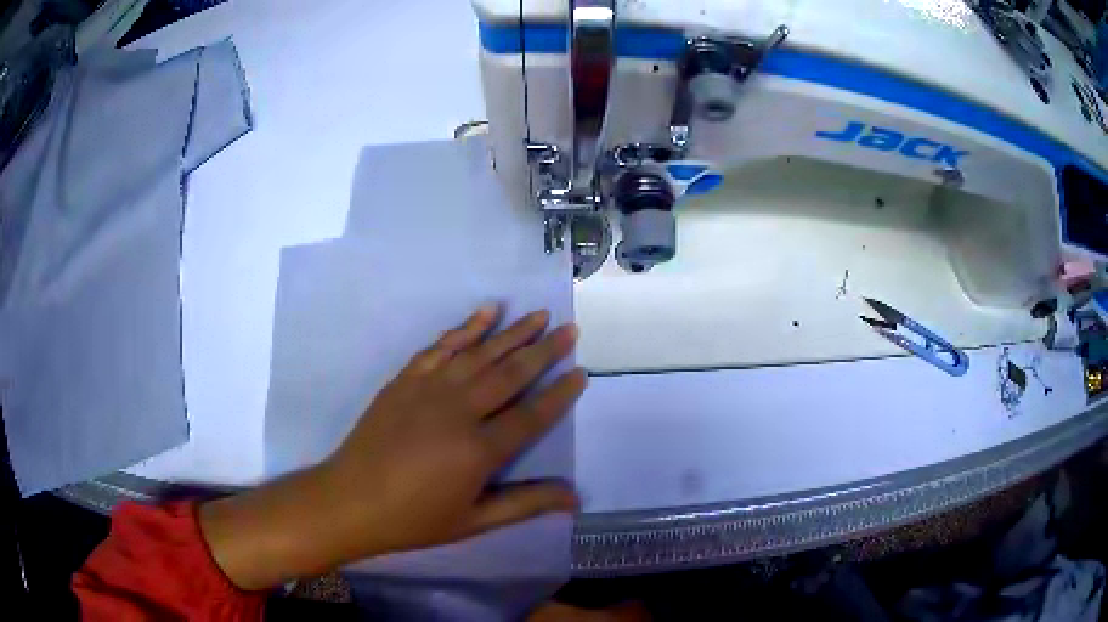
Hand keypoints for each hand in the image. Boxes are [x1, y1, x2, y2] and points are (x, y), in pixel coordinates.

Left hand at [322, 304, 583, 555]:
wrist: (351, 500)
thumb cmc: (414, 518)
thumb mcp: (473, 521)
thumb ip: (524, 504)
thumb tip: (574, 498)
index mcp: (479, 450)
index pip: (532, 415)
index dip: (559, 394)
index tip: (581, 371)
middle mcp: (459, 410)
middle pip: (510, 373)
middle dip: (544, 350)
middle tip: (569, 328)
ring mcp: (429, 389)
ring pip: (479, 353)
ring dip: (512, 332)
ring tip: (538, 315)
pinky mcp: (406, 379)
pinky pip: (441, 346)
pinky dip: (465, 328)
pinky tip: (485, 313)